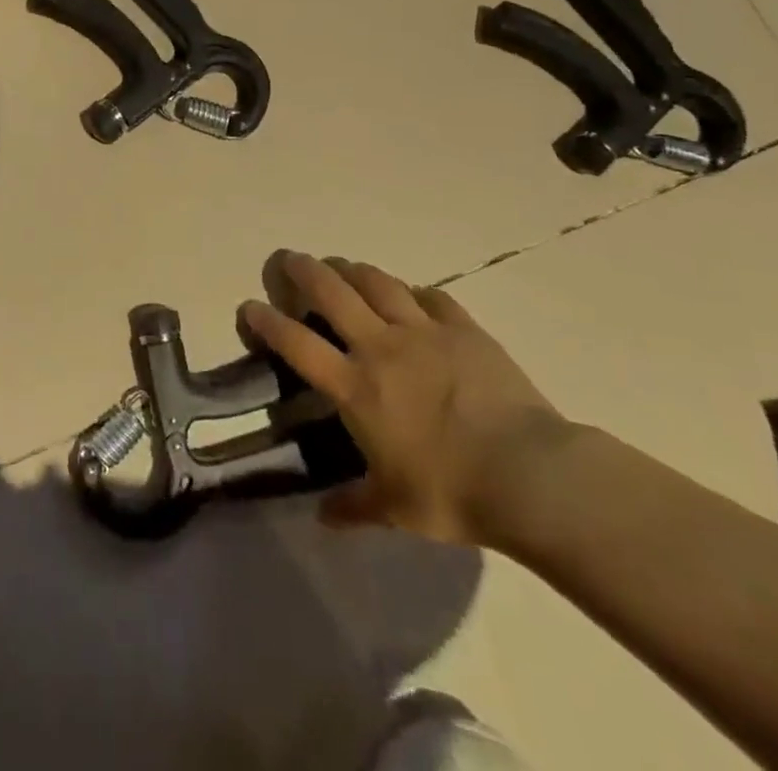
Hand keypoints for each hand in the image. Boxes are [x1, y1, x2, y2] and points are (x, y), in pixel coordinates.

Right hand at [241, 253, 570, 546]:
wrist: (528, 474)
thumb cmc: (452, 492)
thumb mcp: (395, 509)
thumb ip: (354, 508)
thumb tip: (322, 519)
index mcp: (356, 386)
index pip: (298, 344)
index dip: (267, 321)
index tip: (249, 306)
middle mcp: (381, 346)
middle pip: (331, 291)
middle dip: (304, 270)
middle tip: (289, 258)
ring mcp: (423, 331)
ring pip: (377, 282)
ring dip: (352, 269)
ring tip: (341, 265)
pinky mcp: (463, 328)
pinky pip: (431, 297)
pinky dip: (413, 292)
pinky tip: (411, 295)